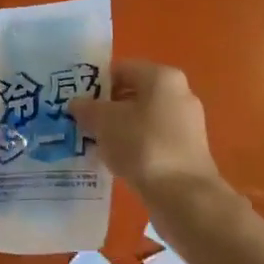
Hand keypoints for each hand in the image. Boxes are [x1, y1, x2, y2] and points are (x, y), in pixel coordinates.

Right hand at [68, 60, 220, 196]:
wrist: (183, 194)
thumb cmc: (142, 146)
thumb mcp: (104, 122)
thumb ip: (87, 108)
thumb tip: (76, 104)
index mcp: (162, 77)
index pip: (120, 69)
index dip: (94, 83)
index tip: (75, 101)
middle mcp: (179, 93)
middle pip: (133, 93)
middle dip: (106, 108)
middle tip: (81, 123)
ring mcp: (186, 123)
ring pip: (142, 118)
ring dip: (118, 129)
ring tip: (95, 144)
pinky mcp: (188, 149)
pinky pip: (153, 139)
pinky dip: (134, 146)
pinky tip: (117, 161)